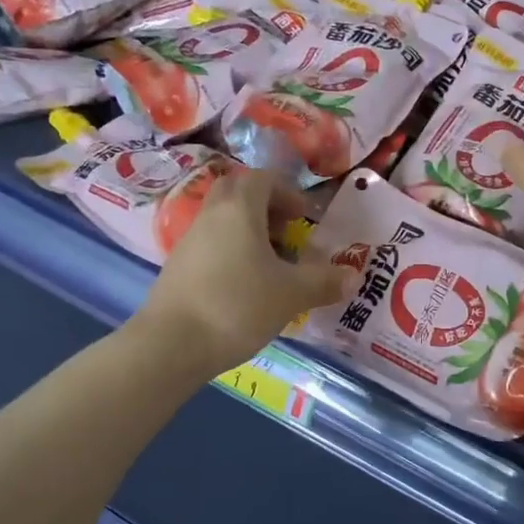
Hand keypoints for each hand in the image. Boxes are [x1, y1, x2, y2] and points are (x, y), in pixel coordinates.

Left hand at [136, 169, 353, 374]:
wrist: (171, 345)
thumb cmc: (237, 306)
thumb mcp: (291, 294)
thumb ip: (324, 281)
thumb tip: (352, 276)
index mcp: (239, 209)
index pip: (263, 178)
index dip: (288, 192)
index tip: (305, 217)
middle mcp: (210, 215)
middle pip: (238, 193)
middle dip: (266, 207)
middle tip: (287, 234)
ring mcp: (188, 241)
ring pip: (223, 221)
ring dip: (249, 233)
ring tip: (271, 266)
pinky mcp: (177, 268)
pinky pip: (211, 246)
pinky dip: (232, 254)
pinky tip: (245, 288)